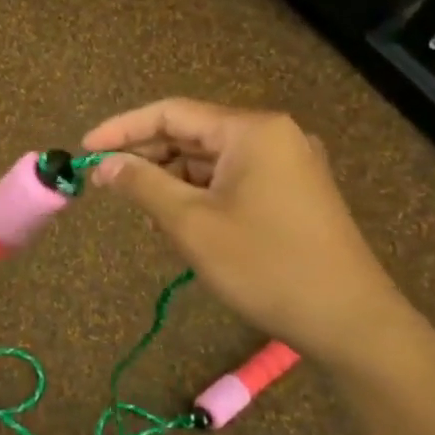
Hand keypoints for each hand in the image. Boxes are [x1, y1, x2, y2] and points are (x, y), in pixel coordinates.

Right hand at [81, 99, 414, 366]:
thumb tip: (104, 165)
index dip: (122, 128)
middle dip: (146, 156)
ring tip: (140, 209)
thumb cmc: (264, 265)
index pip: (171, 113)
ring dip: (172, 179)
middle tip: (104, 181)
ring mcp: (287, 164)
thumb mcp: (191, 224)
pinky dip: (200, 194)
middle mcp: (272, 135)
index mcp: (251, 130)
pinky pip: (232, 180)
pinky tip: (178, 221)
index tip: (85, 148)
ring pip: (211, 160)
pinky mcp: (292, 192)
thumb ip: (142, 185)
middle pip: (192, 134)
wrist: (350, 321)